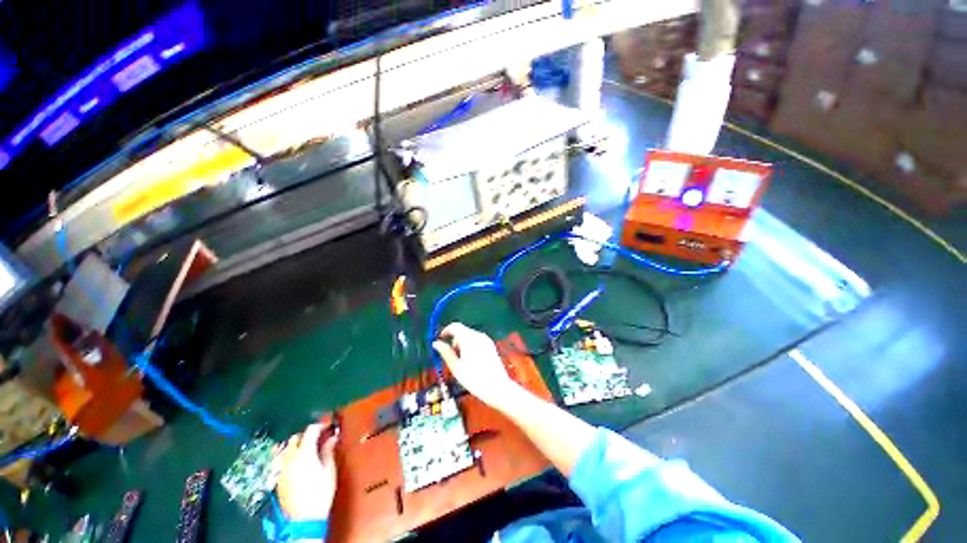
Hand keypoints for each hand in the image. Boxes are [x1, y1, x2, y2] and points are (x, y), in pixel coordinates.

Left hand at [275, 423, 337, 520]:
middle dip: (307, 435)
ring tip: (309, 450)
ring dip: (297, 445)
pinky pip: (283, 461)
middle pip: (295, 438)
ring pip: (287, 449)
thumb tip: (332, 437)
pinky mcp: (278, 479)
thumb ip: (328, 451)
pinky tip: (300, 464)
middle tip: (320, 439)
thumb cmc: (320, 493)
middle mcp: (290, 458)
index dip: (321, 425)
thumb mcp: (329, 470)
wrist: (303, 519)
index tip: (329, 426)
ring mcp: (281, 469)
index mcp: (304, 453)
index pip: (310, 430)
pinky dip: (291, 457)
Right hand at [433, 323, 519, 409]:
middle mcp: (478, 336)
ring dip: (462, 343)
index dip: (445, 331)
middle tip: (451, 356)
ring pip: (469, 335)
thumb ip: (446, 352)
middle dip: (454, 340)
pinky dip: (470, 345)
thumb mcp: (456, 367)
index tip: (440, 340)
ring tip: (462, 361)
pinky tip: (472, 360)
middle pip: (462, 330)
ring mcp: (486, 340)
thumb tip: (436, 343)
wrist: (498, 388)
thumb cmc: (474, 379)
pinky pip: (477, 340)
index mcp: (469, 339)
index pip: (454, 326)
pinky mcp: (491, 345)